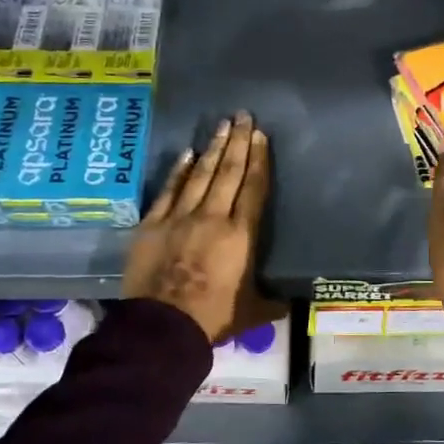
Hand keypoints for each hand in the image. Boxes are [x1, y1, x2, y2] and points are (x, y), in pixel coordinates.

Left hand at [123, 111, 283, 342]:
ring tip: (222, 125)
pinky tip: (188, 154)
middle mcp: (212, 217)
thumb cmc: (212, 318)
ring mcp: (179, 217)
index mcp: (240, 235)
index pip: (253, 188)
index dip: (258, 160)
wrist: (162, 327)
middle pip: (228, 172)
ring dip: (213, 148)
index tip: (261, 136)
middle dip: (238, 142)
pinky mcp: (152, 224)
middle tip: (244, 116)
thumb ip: (271, 302)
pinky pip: (169, 190)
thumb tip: (291, 303)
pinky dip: (179, 171)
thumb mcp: (252, 312)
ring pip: (200, 175)